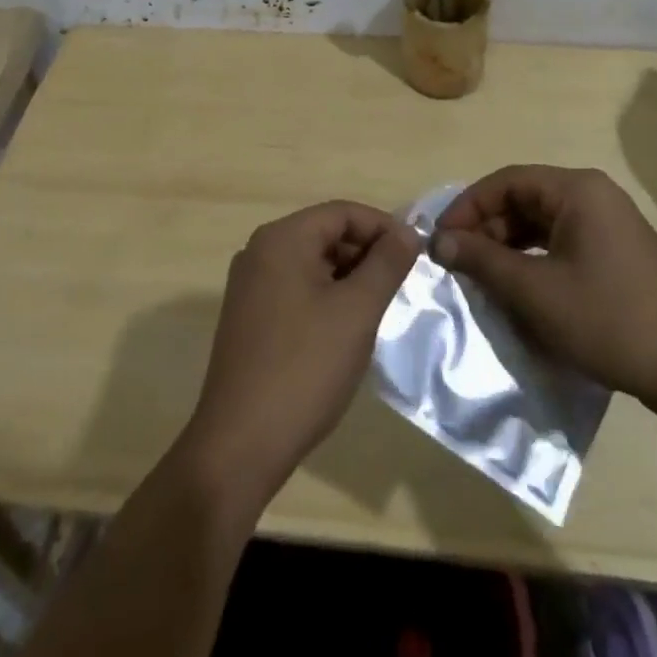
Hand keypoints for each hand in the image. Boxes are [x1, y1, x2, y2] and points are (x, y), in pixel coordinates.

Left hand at [181, 201, 419, 502]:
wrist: (240, 444)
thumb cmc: (305, 368)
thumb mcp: (357, 311)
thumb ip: (386, 264)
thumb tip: (408, 232)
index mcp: (282, 239)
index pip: (342, 212)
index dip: (383, 227)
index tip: (416, 255)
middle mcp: (259, 251)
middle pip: (324, 233)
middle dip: (366, 253)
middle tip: (401, 285)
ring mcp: (249, 285)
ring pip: (311, 263)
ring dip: (348, 277)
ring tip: (378, 308)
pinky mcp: (248, 317)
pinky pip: (295, 288)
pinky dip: (325, 296)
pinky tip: (345, 329)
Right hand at [432, 165, 656, 422]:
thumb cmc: (609, 320)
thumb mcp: (535, 291)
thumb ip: (483, 261)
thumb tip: (439, 241)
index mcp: (577, 190)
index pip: (506, 181)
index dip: (468, 207)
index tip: (441, 240)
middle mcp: (593, 196)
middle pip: (523, 200)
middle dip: (487, 230)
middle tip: (459, 264)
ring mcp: (608, 225)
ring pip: (541, 224)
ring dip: (508, 248)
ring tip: (482, 279)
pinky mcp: (616, 254)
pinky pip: (561, 244)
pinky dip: (534, 261)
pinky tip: (518, 291)